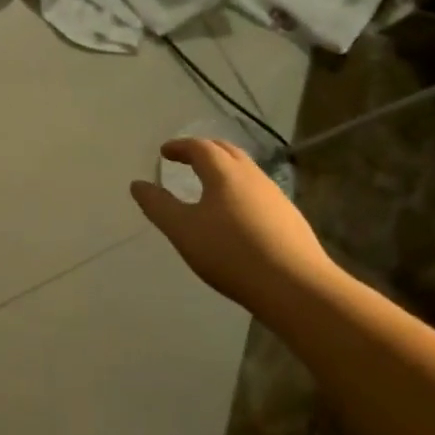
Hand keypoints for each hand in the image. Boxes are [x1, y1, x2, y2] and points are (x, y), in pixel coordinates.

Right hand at [130, 138, 334, 309]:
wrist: (296, 287)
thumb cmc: (231, 253)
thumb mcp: (183, 230)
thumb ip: (158, 205)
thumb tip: (138, 184)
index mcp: (224, 173)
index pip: (200, 147)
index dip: (180, 147)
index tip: (165, 152)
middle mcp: (252, 176)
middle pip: (227, 152)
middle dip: (204, 151)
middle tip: (187, 159)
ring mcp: (276, 197)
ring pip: (246, 171)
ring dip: (225, 170)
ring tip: (210, 185)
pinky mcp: (290, 219)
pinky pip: (259, 192)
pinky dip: (240, 190)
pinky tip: (237, 214)